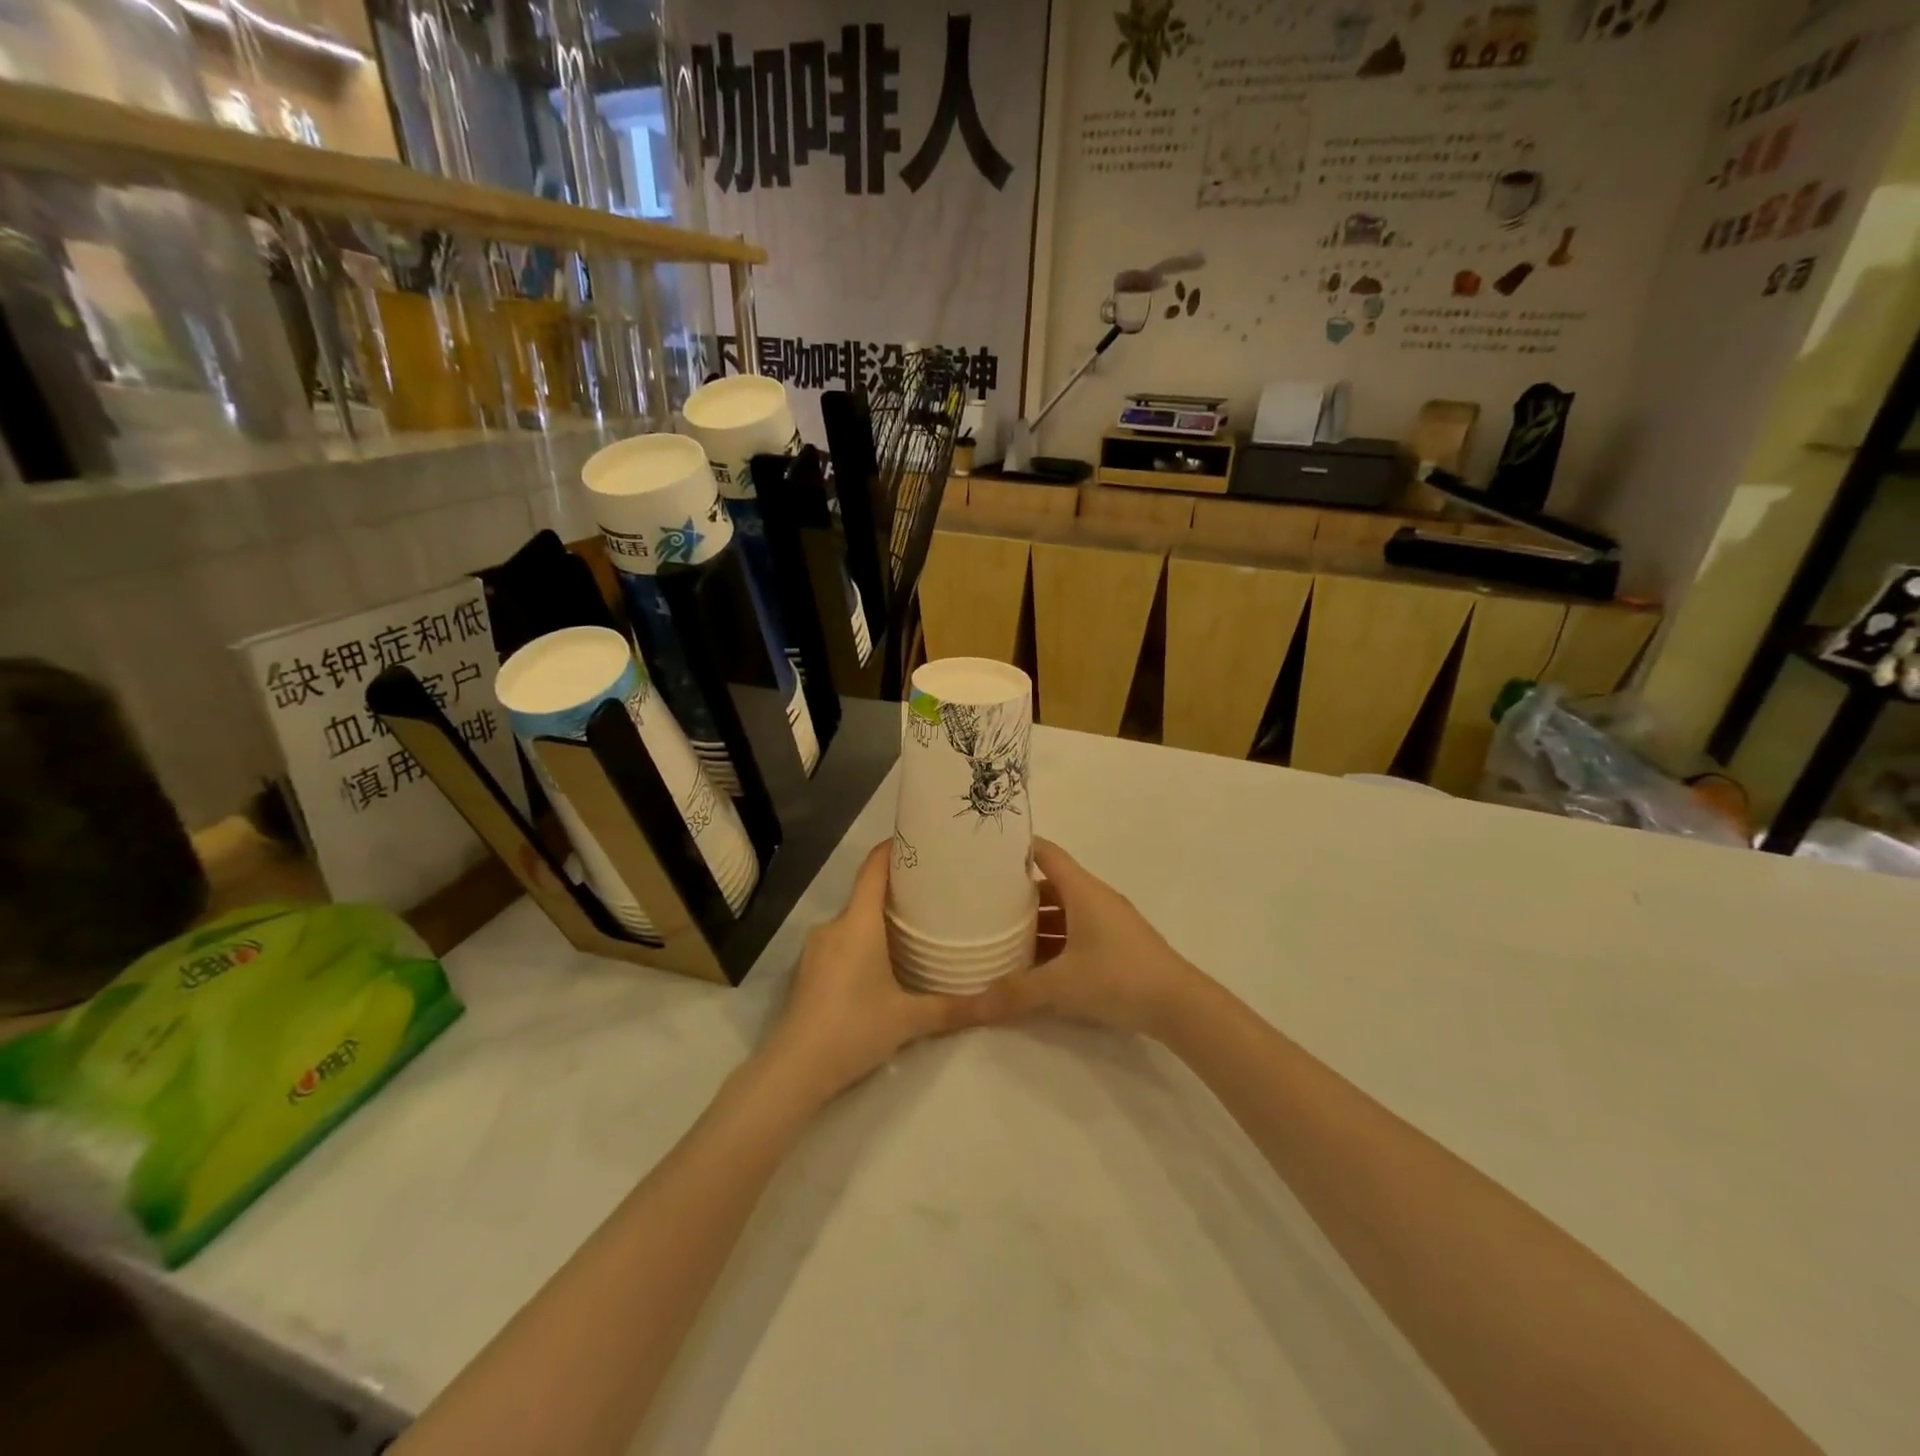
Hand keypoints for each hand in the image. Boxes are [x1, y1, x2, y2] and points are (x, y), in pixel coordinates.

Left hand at [764, 841, 987, 1100]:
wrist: (793, 1069)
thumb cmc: (854, 1029)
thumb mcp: (909, 1020)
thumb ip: (953, 1009)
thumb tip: (997, 1004)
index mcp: (858, 923)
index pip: (873, 869)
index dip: (893, 849)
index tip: (919, 840)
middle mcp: (834, 926)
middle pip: (866, 894)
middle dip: (897, 891)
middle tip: (933, 894)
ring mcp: (816, 948)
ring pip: (854, 921)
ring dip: (879, 920)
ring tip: (914, 929)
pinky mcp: (808, 970)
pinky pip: (841, 941)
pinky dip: (863, 941)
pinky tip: (882, 964)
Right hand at [977, 839, 1200, 1037]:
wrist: (1180, 1006)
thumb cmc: (1119, 977)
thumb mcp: (1061, 985)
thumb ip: (1014, 993)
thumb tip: (968, 1008)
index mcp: (1082, 891)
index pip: (1046, 853)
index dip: (1017, 848)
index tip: (985, 852)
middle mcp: (1095, 899)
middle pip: (1050, 886)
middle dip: (1017, 894)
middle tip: (980, 902)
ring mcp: (1108, 923)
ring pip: (1063, 913)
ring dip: (1035, 923)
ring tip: (999, 936)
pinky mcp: (1116, 946)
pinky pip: (1075, 934)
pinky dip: (1053, 943)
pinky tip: (1033, 965)